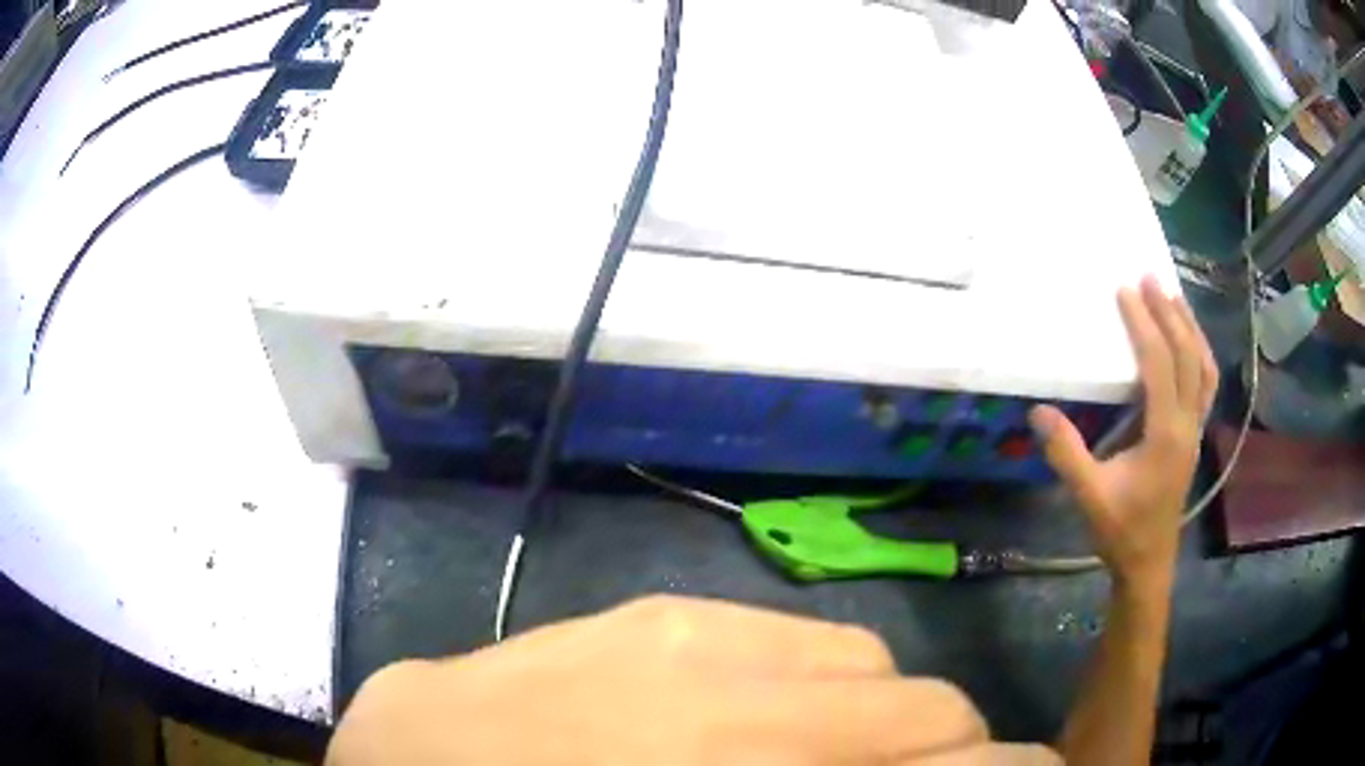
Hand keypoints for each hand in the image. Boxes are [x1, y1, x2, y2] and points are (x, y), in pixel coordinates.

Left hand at [329, 596, 1060, 764]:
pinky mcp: (661, 609)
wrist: (419, 751)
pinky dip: (826, 679)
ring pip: (870, 661)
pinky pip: (797, 637)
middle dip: (956, 745)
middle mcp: (747, 697)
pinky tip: (784, 710)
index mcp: (758, 762)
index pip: (939, 754)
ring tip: (857, 749)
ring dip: (887, 711)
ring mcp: (700, 635)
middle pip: (925, 705)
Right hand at [1030, 277, 1217, 589]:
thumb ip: (1067, 454)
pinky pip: (1205, 383)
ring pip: (1204, 368)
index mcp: (1166, 435)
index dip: (1144, 325)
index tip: (1126, 291)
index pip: (1160, 366)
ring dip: (1190, 328)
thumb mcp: (1090, 496)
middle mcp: (1188, 425)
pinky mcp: (1194, 435)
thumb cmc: (1121, 531)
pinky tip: (1187, 341)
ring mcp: (1195, 430)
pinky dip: (1198, 352)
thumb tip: (1039, 411)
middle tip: (1151, 278)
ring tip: (1173, 296)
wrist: (1149, 563)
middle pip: (1188, 357)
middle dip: (1170, 313)